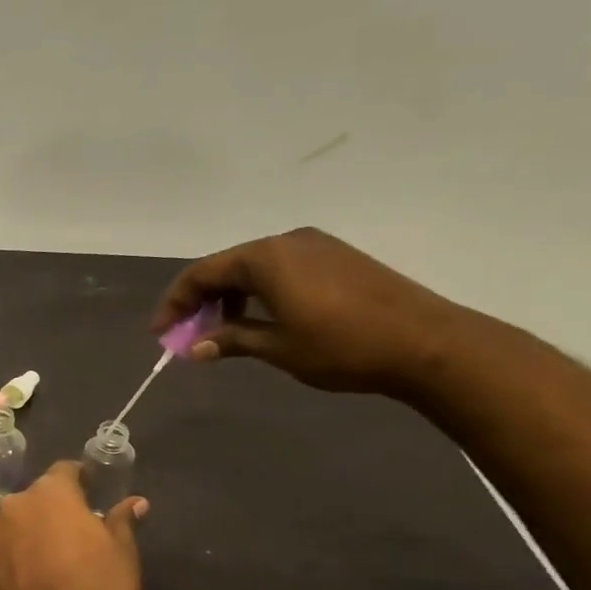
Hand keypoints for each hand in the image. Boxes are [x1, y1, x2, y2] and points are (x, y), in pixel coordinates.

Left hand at [0, 461, 147, 589]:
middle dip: (52, 509)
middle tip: (75, 532)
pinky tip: (34, 580)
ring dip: (31, 533)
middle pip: (35, 499)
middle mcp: (14, 507)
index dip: (79, 479)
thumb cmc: (101, 588)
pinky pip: (4, 553)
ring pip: (16, 525)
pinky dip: (16, 559)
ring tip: (53, 559)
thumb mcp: (123, 552)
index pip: (63, 471)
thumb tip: (135, 503)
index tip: (91, 492)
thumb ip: (122, 520)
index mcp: (49, 494)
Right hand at [153, 227, 468, 394]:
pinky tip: (262, 318)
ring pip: (254, 267)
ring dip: (231, 297)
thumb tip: (193, 347)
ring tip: (224, 331)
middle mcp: (286, 242)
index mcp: (265, 258)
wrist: (429, 344)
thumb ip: (230, 340)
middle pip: (226, 266)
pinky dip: (260, 292)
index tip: (162, 333)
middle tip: (189, 333)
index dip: (175, 303)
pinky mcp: (339, 258)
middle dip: (201, 300)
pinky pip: (282, 269)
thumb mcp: (277, 347)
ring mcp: (316, 246)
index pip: (201, 274)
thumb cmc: (342, 346)